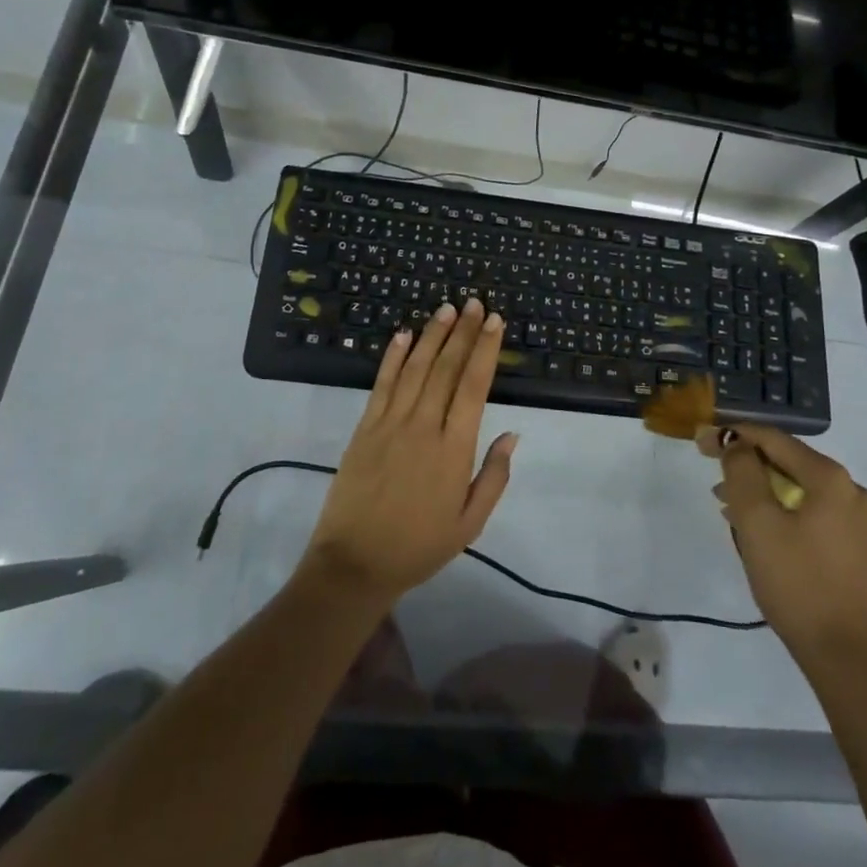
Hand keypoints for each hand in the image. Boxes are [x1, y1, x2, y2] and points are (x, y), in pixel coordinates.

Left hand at [299, 299, 517, 611]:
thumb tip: (512, 434)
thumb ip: (493, 476)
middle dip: (463, 332)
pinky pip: (382, 384)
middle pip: (446, 369)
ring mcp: (390, 423)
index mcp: (453, 449)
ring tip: (446, 309)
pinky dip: (394, 357)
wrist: (354, 564)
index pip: (473, 386)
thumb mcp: (469, 523)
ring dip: (432, 335)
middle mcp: (423, 426)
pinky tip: (404, 334)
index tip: (495, 322)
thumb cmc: (418, 546)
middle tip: (475, 303)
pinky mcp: (365, 427)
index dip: (485, 350)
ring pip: (416, 368)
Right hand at [703, 423, 866, 685]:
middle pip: (788, 462)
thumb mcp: (757, 522)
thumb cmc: (798, 583)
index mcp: (830, 478)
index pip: (773, 438)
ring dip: (763, 492)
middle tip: (713, 479)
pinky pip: (813, 513)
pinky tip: (762, 532)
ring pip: (800, 490)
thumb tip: (737, 444)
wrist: (851, 660)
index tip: (700, 442)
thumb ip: (742, 471)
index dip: (733, 435)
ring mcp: (860, 521)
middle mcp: (852, 490)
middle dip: (748, 466)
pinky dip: (783, 512)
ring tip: (729, 509)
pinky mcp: (859, 549)